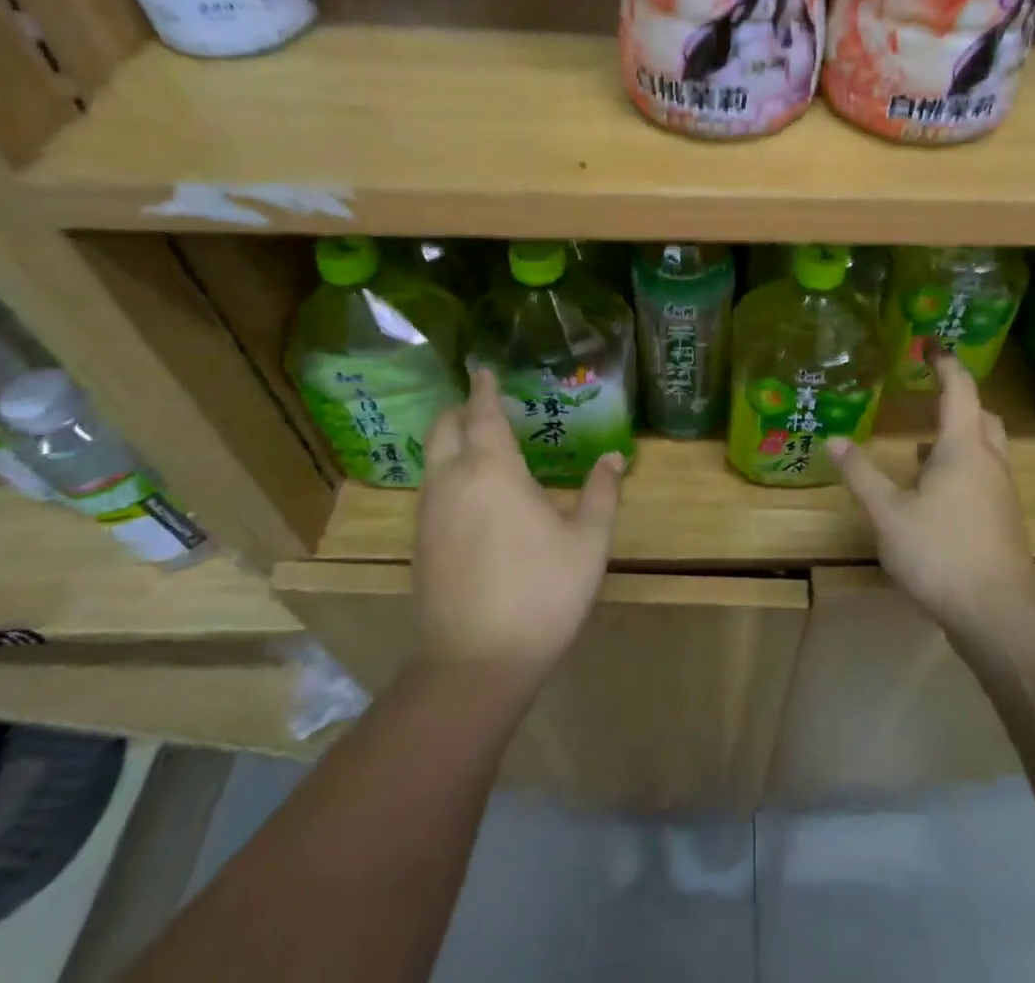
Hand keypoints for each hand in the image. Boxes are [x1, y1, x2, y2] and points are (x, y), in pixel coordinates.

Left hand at [412, 368, 623, 688]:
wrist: (474, 666)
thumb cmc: (541, 592)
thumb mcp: (588, 541)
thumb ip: (600, 492)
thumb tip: (614, 457)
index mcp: (492, 470)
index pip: (481, 414)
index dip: (484, 389)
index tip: (484, 369)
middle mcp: (451, 482)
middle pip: (443, 429)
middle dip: (461, 410)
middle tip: (484, 404)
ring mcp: (428, 515)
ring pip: (432, 460)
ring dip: (451, 441)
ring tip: (481, 444)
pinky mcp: (419, 545)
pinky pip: (431, 489)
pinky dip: (447, 472)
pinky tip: (472, 493)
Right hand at [829, 357, 1034, 649]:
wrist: (1000, 614)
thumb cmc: (941, 553)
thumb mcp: (888, 514)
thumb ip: (861, 475)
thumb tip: (834, 440)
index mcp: (964, 446)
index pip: (959, 388)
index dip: (944, 362)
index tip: (929, 344)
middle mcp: (989, 460)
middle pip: (980, 414)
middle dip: (958, 398)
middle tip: (930, 392)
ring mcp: (1001, 491)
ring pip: (985, 446)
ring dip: (959, 435)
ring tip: (923, 444)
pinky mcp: (1003, 519)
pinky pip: (984, 473)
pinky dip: (962, 465)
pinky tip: (935, 490)